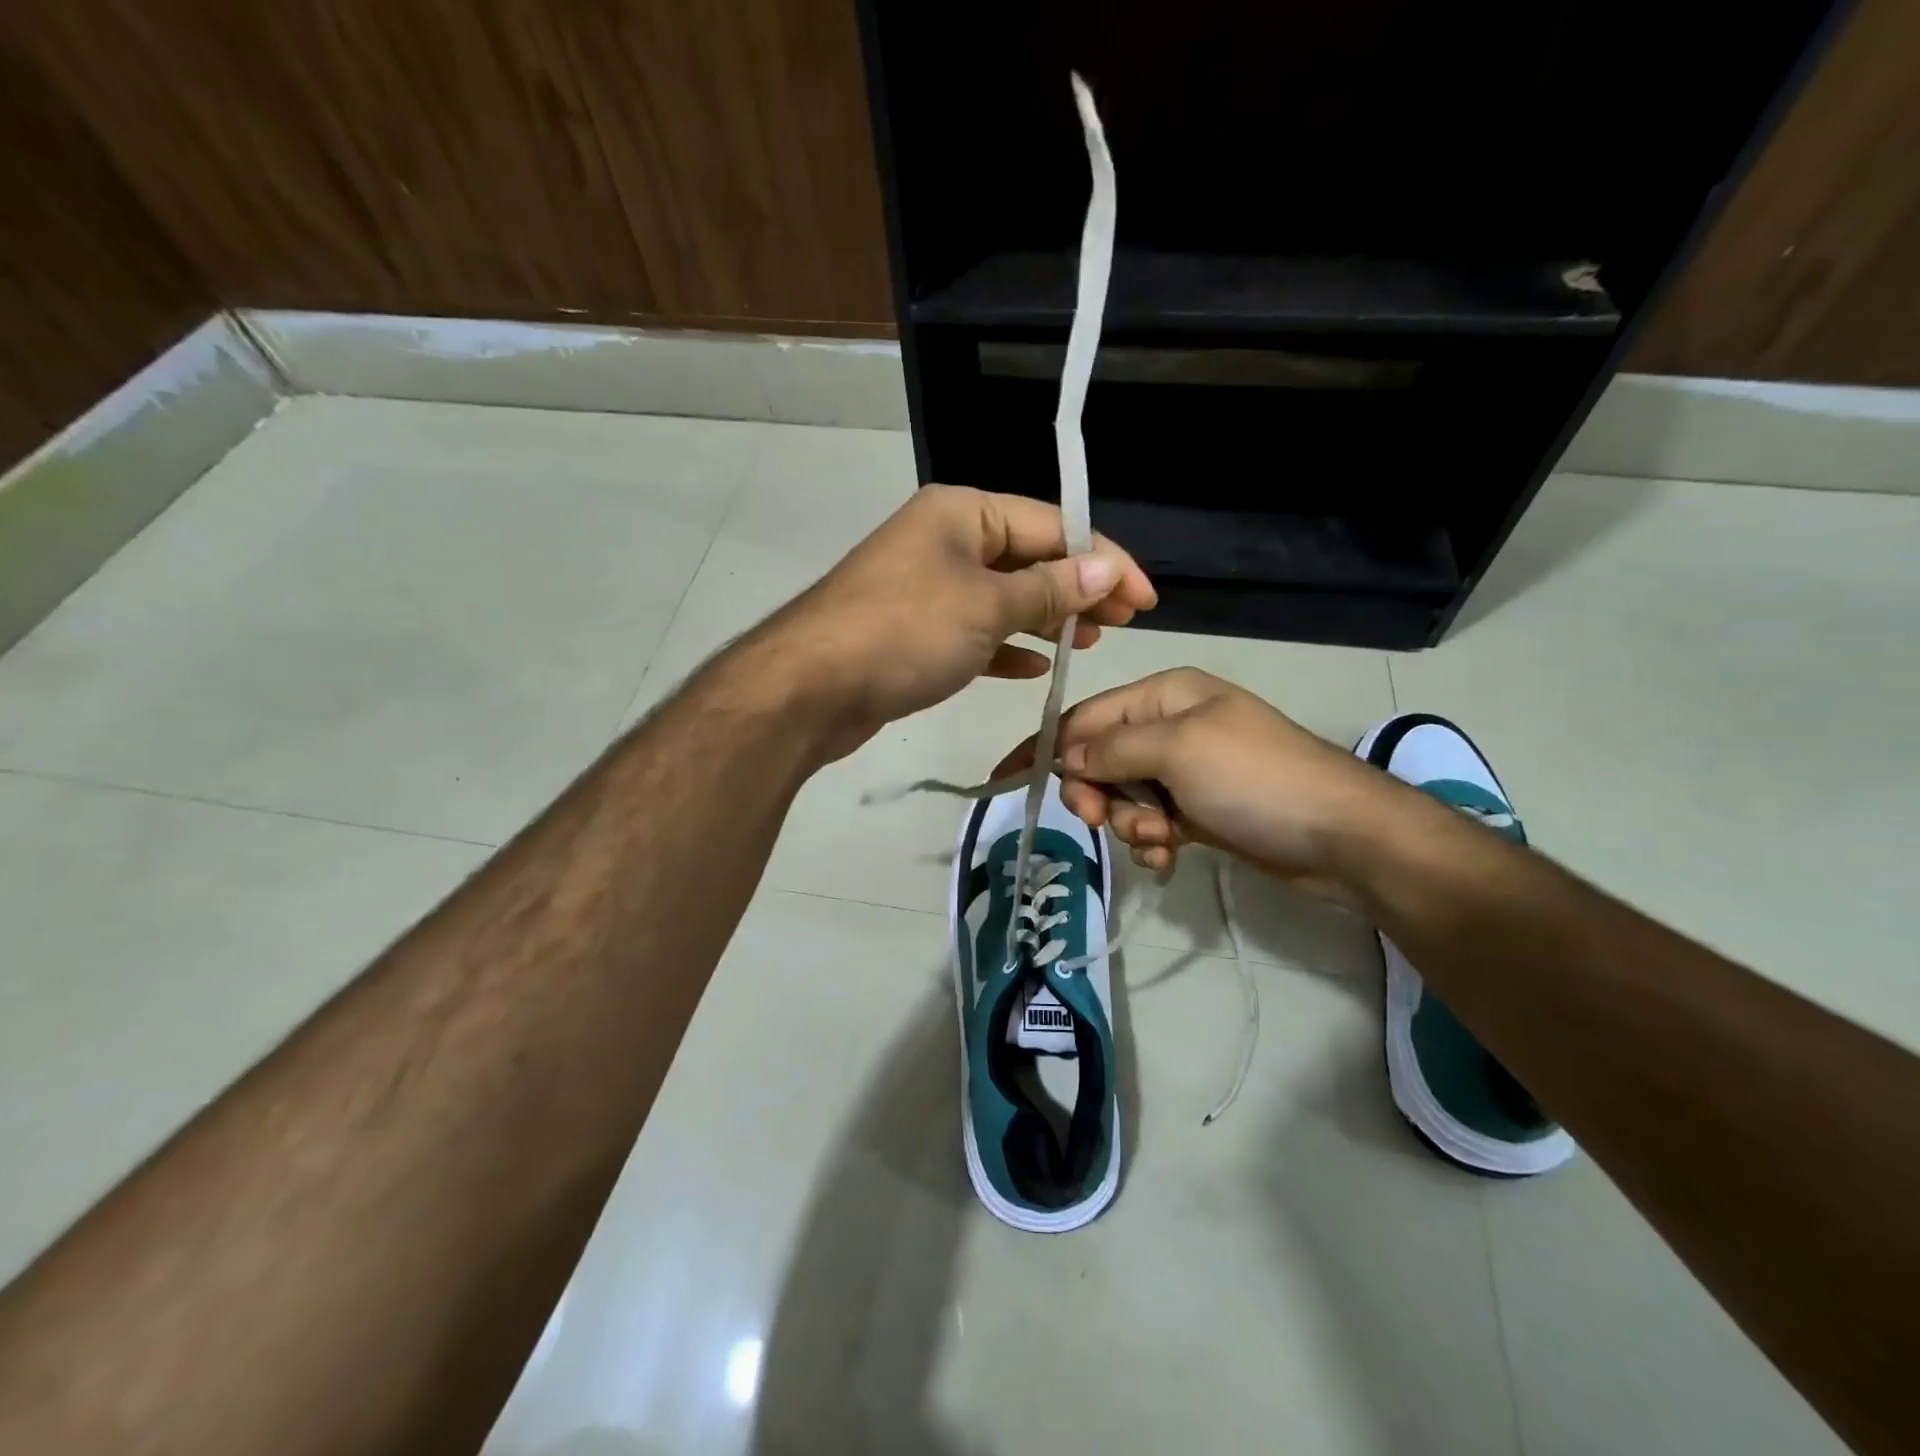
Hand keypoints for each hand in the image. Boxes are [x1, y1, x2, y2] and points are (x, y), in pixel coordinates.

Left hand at [763, 485, 1155, 759]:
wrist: (810, 688)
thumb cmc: (905, 632)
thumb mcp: (987, 605)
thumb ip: (1050, 587)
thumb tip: (1106, 569)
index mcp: (963, 513)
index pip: (1052, 524)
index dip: (1104, 560)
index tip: (1145, 600)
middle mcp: (945, 540)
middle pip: (1029, 558)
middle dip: (1077, 590)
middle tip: (1122, 624)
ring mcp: (927, 587)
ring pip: (1003, 598)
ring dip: (1046, 618)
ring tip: (1087, 644)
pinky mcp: (915, 632)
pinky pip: (975, 632)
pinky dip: (1006, 646)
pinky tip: (1035, 667)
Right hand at [1035, 668, 1402, 886]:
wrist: (1341, 835)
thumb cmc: (1255, 777)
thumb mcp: (1177, 750)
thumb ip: (1113, 749)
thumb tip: (1066, 755)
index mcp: (1164, 695)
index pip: (1085, 717)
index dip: (1046, 747)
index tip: (1007, 779)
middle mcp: (1170, 726)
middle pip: (1100, 758)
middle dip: (1098, 793)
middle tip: (1104, 821)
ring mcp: (1186, 770)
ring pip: (1123, 796)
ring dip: (1131, 823)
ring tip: (1162, 839)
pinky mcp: (1199, 809)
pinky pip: (1152, 821)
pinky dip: (1153, 840)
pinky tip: (1171, 856)